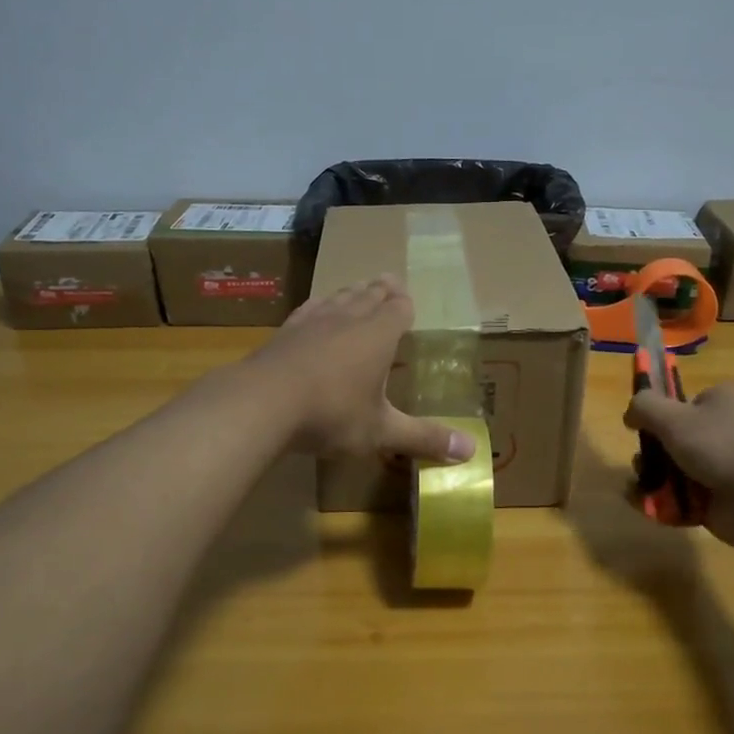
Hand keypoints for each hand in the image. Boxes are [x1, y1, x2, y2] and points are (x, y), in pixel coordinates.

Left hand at [253, 277, 478, 463]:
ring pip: (339, 297)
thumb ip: (423, 438)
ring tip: (358, 288)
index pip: (398, 308)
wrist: (262, 402)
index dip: (405, 303)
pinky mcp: (285, 330)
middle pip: (369, 295)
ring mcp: (313, 320)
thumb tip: (471, 452)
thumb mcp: (381, 430)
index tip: (407, 297)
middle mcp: (348, 318)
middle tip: (389, 280)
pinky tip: (316, 308)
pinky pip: (310, 308)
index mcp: (378, 335)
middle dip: (382, 290)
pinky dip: (320, 304)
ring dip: (352, 292)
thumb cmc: (331, 413)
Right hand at [623, 383, 733, 551]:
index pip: (682, 404)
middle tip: (643, 463)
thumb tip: (630, 414)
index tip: (638, 428)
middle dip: (650, 453)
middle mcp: (724, 432)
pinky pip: (681, 500)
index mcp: (722, 402)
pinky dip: (663, 504)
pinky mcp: (718, 503)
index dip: (658, 415)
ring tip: (643, 488)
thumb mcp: (674, 417)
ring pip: (673, 471)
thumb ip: (644, 407)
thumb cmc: (722, 446)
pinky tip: (647, 506)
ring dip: (652, 479)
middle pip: (672, 440)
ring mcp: (722, 469)